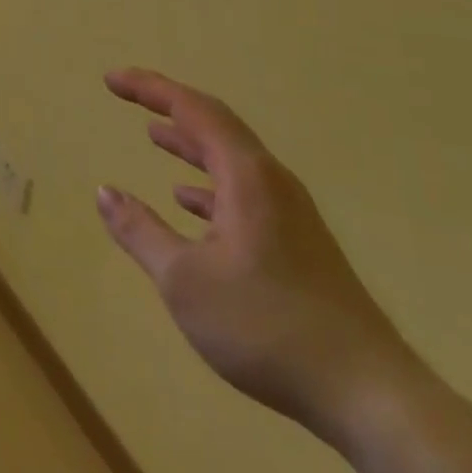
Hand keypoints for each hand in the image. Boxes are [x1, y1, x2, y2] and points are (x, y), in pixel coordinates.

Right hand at [97, 68, 418, 442]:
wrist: (367, 392)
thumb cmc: (266, 326)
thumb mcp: (185, 281)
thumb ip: (140, 231)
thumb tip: (104, 192)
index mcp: (247, 176)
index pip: (191, 109)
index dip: (148, 88)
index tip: (111, 79)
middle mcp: (271, 181)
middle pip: (215, 125)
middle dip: (169, 106)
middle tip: (129, 97)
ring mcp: (289, 212)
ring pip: (230, 160)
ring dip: (190, 144)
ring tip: (154, 136)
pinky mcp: (297, 243)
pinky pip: (243, 192)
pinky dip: (208, 186)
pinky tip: (188, 202)